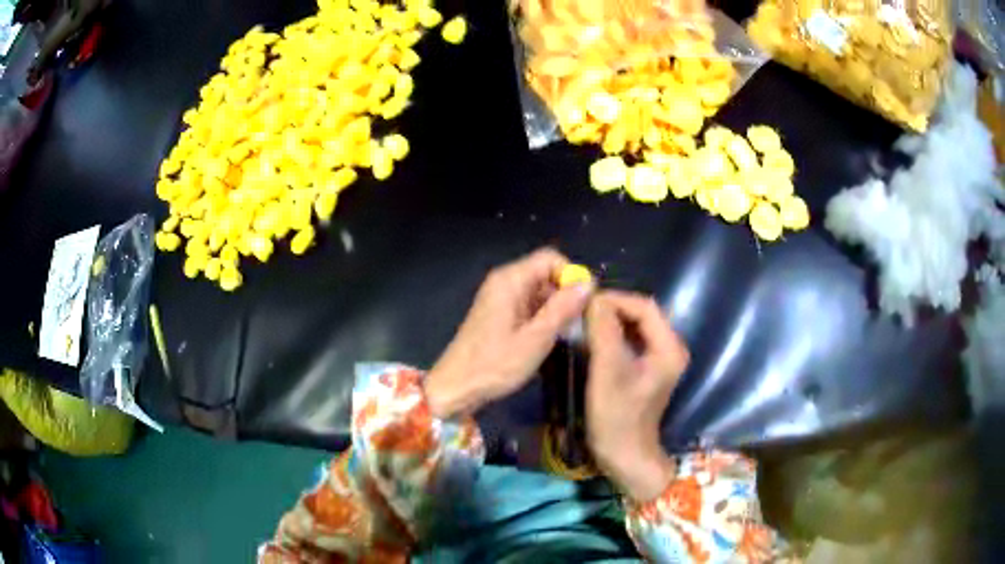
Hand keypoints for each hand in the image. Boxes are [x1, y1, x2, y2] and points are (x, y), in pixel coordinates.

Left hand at [424, 248, 592, 418]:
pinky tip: (551, 339)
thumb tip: (589, 283)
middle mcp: (504, 282)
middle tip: (580, 324)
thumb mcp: (536, 338)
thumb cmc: (495, 365)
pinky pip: (530, 305)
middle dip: (567, 294)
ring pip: (540, 291)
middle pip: (546, 274)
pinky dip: (544, 317)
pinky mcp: (500, 314)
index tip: (586, 303)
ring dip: (557, 308)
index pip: (550, 258)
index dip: (572, 275)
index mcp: (510, 280)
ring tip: (569, 335)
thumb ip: (563, 309)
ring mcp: (501, 298)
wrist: (456, 388)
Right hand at [585, 291, 689, 501]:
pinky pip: (631, 342)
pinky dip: (612, 336)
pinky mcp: (648, 369)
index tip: (586, 303)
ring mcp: (660, 359)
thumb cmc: (618, 417)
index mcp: (669, 347)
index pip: (645, 307)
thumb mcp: (608, 372)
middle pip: (642, 315)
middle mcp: (670, 348)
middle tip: (582, 312)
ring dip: (611, 322)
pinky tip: (592, 340)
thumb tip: (593, 299)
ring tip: (584, 322)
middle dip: (612, 309)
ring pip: (635, 327)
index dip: (616, 300)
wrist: (625, 456)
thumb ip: (603, 332)